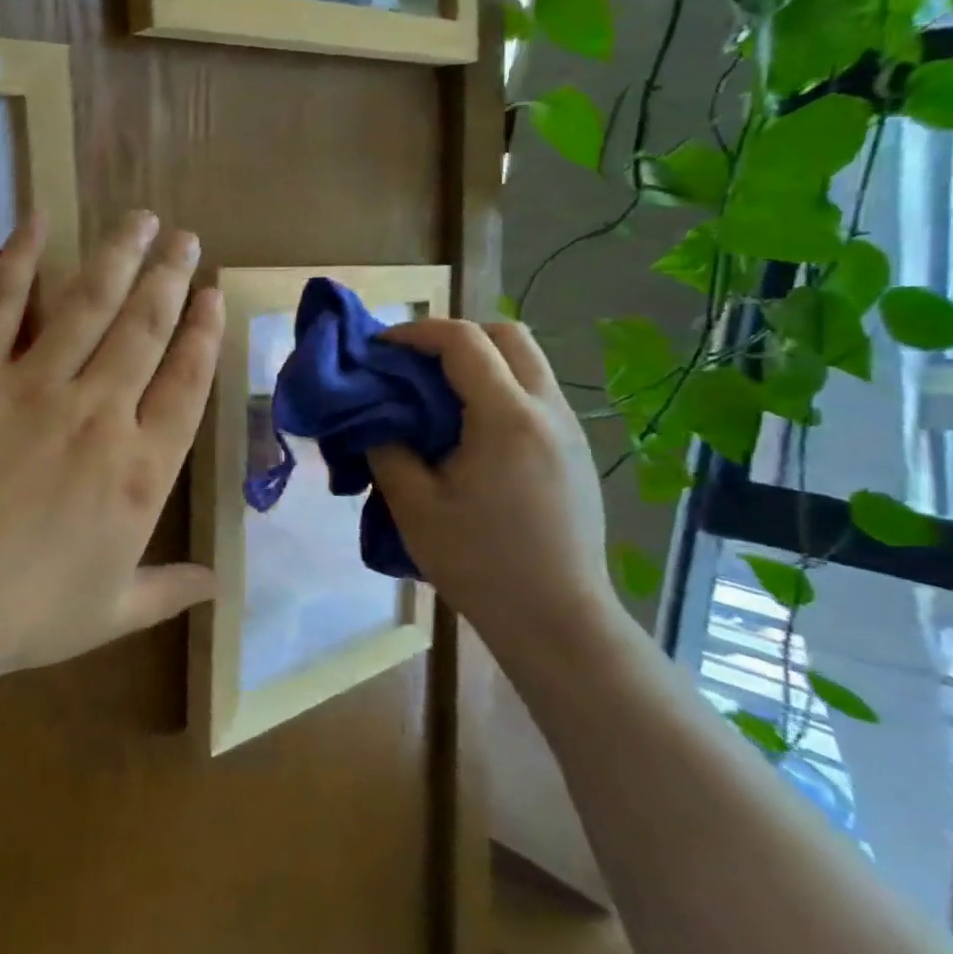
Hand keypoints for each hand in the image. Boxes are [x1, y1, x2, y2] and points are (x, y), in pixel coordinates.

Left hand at [0, 210, 224, 683]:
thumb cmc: (17, 614)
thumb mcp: (108, 613)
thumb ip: (169, 589)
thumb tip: (219, 583)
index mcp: (140, 470)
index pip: (188, 383)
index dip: (205, 334)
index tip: (214, 296)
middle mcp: (99, 412)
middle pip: (146, 328)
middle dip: (171, 277)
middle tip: (187, 239)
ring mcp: (34, 384)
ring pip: (90, 303)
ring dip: (120, 255)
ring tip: (142, 219)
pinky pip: (3, 303)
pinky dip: (21, 256)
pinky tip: (40, 219)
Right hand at [366, 320, 616, 657]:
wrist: (557, 620)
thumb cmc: (480, 563)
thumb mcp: (414, 506)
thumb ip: (388, 449)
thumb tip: (377, 417)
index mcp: (507, 417)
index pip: (463, 341)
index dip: (416, 333)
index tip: (379, 348)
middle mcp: (547, 410)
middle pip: (508, 335)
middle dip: (456, 336)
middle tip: (414, 365)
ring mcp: (569, 429)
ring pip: (527, 362)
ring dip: (480, 362)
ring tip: (437, 398)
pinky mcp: (575, 452)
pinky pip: (536, 394)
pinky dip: (499, 389)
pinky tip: (471, 433)